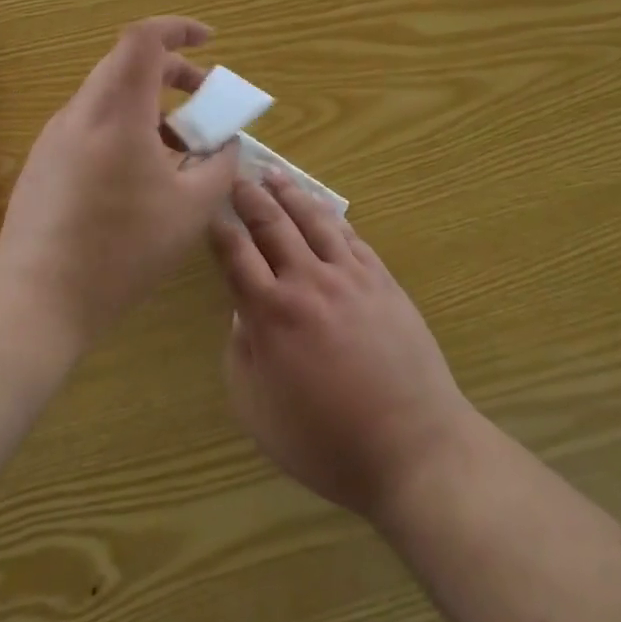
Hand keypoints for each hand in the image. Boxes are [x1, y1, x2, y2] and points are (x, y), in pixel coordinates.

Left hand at [0, 17, 239, 343]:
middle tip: (203, 98)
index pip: (144, 38)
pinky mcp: (44, 160)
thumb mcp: (191, 211)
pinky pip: (92, 122)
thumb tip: (227, 144)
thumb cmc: (122, 250)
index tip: (209, 41)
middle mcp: (82, 111)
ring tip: (178, 146)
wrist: (36, 300)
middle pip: (127, 62)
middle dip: (172, 71)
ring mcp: (57, 135)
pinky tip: (140, 173)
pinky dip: (125, 125)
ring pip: (109, 94)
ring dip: (149, 102)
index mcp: (118, 112)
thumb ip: (219, 166)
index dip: (179, 28)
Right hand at [209, 172, 479, 520]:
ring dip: (290, 193)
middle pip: (272, 224)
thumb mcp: (258, 412)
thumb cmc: (326, 441)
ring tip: (274, 175)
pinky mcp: (382, 279)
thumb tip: (241, 313)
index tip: (209, 209)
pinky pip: (351, 236)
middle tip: (237, 176)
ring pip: (313, 219)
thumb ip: (240, 355)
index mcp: (271, 313)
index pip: (235, 254)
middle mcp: (307, 281)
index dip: (219, 227)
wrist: (411, 447)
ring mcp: (349, 275)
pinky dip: (331, 217)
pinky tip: (323, 209)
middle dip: (250, 196)